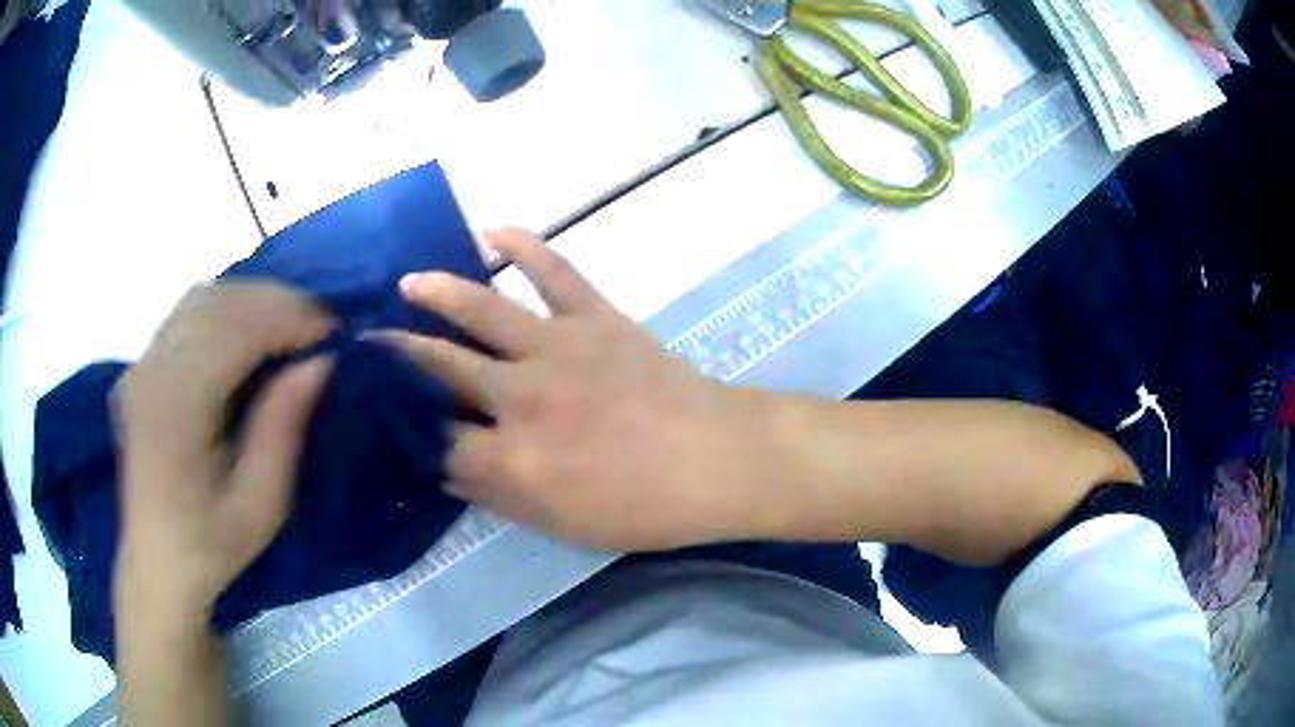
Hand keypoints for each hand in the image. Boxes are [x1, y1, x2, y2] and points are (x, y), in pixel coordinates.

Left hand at [113, 283, 333, 625]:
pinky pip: (188, 311)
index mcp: (175, 410)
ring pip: (202, 296)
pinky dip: (228, 308)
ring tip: (289, 328)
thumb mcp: (261, 505)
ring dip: (252, 300)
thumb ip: (283, 428)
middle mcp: (151, 372)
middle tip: (318, 329)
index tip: (334, 333)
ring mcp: (142, 363)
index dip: (288, 318)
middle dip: (276, 302)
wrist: (157, 561)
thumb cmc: (211, 545)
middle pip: (217, 302)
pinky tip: (250, 333)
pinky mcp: (143, 364)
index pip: (233, 331)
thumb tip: (321, 361)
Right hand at [379, 229, 771, 551]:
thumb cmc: (644, 507)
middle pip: (441, 369)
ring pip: (481, 311)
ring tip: (405, 283)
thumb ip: (499, 495)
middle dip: (398, 357)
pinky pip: (553, 271)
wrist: (719, 460)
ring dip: (437, 293)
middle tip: (366, 343)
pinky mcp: (595, 317)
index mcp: (513, 460)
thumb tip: (446, 467)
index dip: (407, 429)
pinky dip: (524, 245)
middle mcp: (521, 397)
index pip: (437, 441)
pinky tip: (493, 229)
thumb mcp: (563, 524)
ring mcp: (558, 348)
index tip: (386, 416)